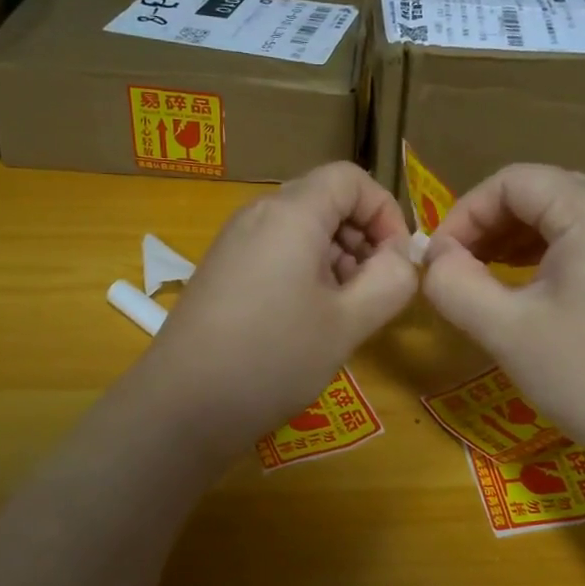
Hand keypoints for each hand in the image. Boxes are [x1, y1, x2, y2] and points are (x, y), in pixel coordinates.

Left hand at [140, 162, 417, 452]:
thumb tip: (401, 258)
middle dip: (362, 238)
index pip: (350, 178)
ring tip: (345, 313)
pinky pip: (275, 253)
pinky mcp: (221, 272)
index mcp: (290, 214)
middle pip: (325, 201)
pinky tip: (308, 321)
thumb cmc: (273, 359)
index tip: (398, 261)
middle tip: (375, 292)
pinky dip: (305, 273)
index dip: (385, 211)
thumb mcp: (347, 324)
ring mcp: (234, 244)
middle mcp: (257, 216)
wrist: (183, 406)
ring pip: (301, 230)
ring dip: (336, 259)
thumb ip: (390, 281)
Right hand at [422, 164, 584, 453]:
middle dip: (486, 226)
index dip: (463, 214)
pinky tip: (520, 286)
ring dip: (511, 239)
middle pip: (537, 192)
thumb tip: (433, 257)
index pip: (511, 182)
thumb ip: (454, 283)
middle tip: (452, 270)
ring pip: (559, 213)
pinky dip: (542, 253)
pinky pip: (583, 236)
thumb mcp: (504, 330)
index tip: (436, 260)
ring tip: (478, 277)